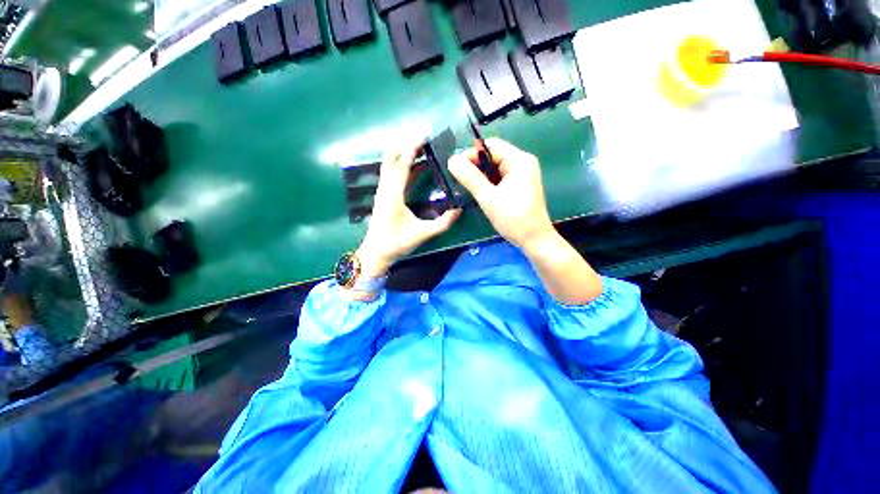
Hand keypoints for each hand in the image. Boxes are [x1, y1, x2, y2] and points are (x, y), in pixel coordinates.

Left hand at [355, 140, 461, 280]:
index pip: (402, 165)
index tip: (424, 136)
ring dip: (404, 154)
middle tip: (424, 139)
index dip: (412, 148)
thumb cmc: (397, 243)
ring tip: (423, 149)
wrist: (376, 252)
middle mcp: (385, 189)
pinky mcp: (383, 195)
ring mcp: (382, 191)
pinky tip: (417, 167)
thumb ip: (442, 223)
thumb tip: (459, 210)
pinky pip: (392, 173)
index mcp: (393, 195)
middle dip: (406, 145)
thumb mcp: (422, 234)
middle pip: (391, 158)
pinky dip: (403, 165)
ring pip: (390, 164)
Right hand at [448, 138, 553, 250]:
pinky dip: (488, 182)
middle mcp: (523, 162)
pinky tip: (481, 192)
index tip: (457, 170)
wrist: (535, 240)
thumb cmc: (513, 219)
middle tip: (461, 180)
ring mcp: (523, 174)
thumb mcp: (489, 198)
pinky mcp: (520, 185)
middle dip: (475, 165)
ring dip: (481, 175)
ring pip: (495, 167)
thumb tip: (452, 160)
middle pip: (493, 155)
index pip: (490, 146)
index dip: (471, 154)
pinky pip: (500, 177)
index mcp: (519, 160)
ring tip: (469, 187)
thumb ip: (470, 178)